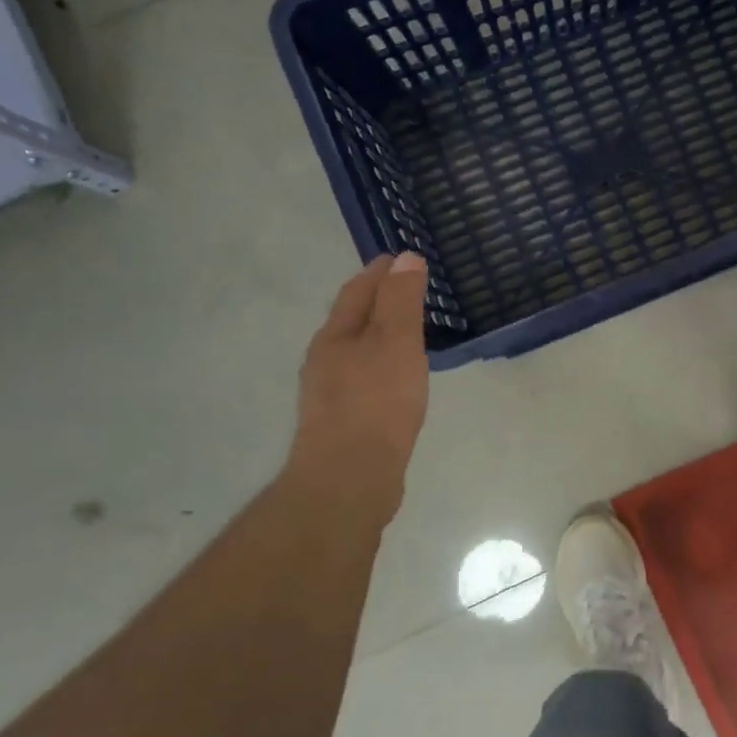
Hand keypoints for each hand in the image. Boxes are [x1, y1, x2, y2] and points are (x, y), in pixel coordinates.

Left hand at [283, 253, 429, 522]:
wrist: (350, 479)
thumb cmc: (376, 403)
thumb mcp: (396, 342)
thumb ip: (401, 300)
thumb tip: (405, 257)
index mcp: (335, 336)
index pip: (356, 290)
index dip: (379, 272)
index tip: (402, 258)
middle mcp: (325, 360)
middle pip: (351, 320)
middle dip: (377, 302)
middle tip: (411, 292)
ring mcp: (331, 394)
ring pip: (357, 352)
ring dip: (380, 337)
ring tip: (411, 335)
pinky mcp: (344, 423)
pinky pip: (365, 381)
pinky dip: (383, 368)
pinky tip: (400, 383)